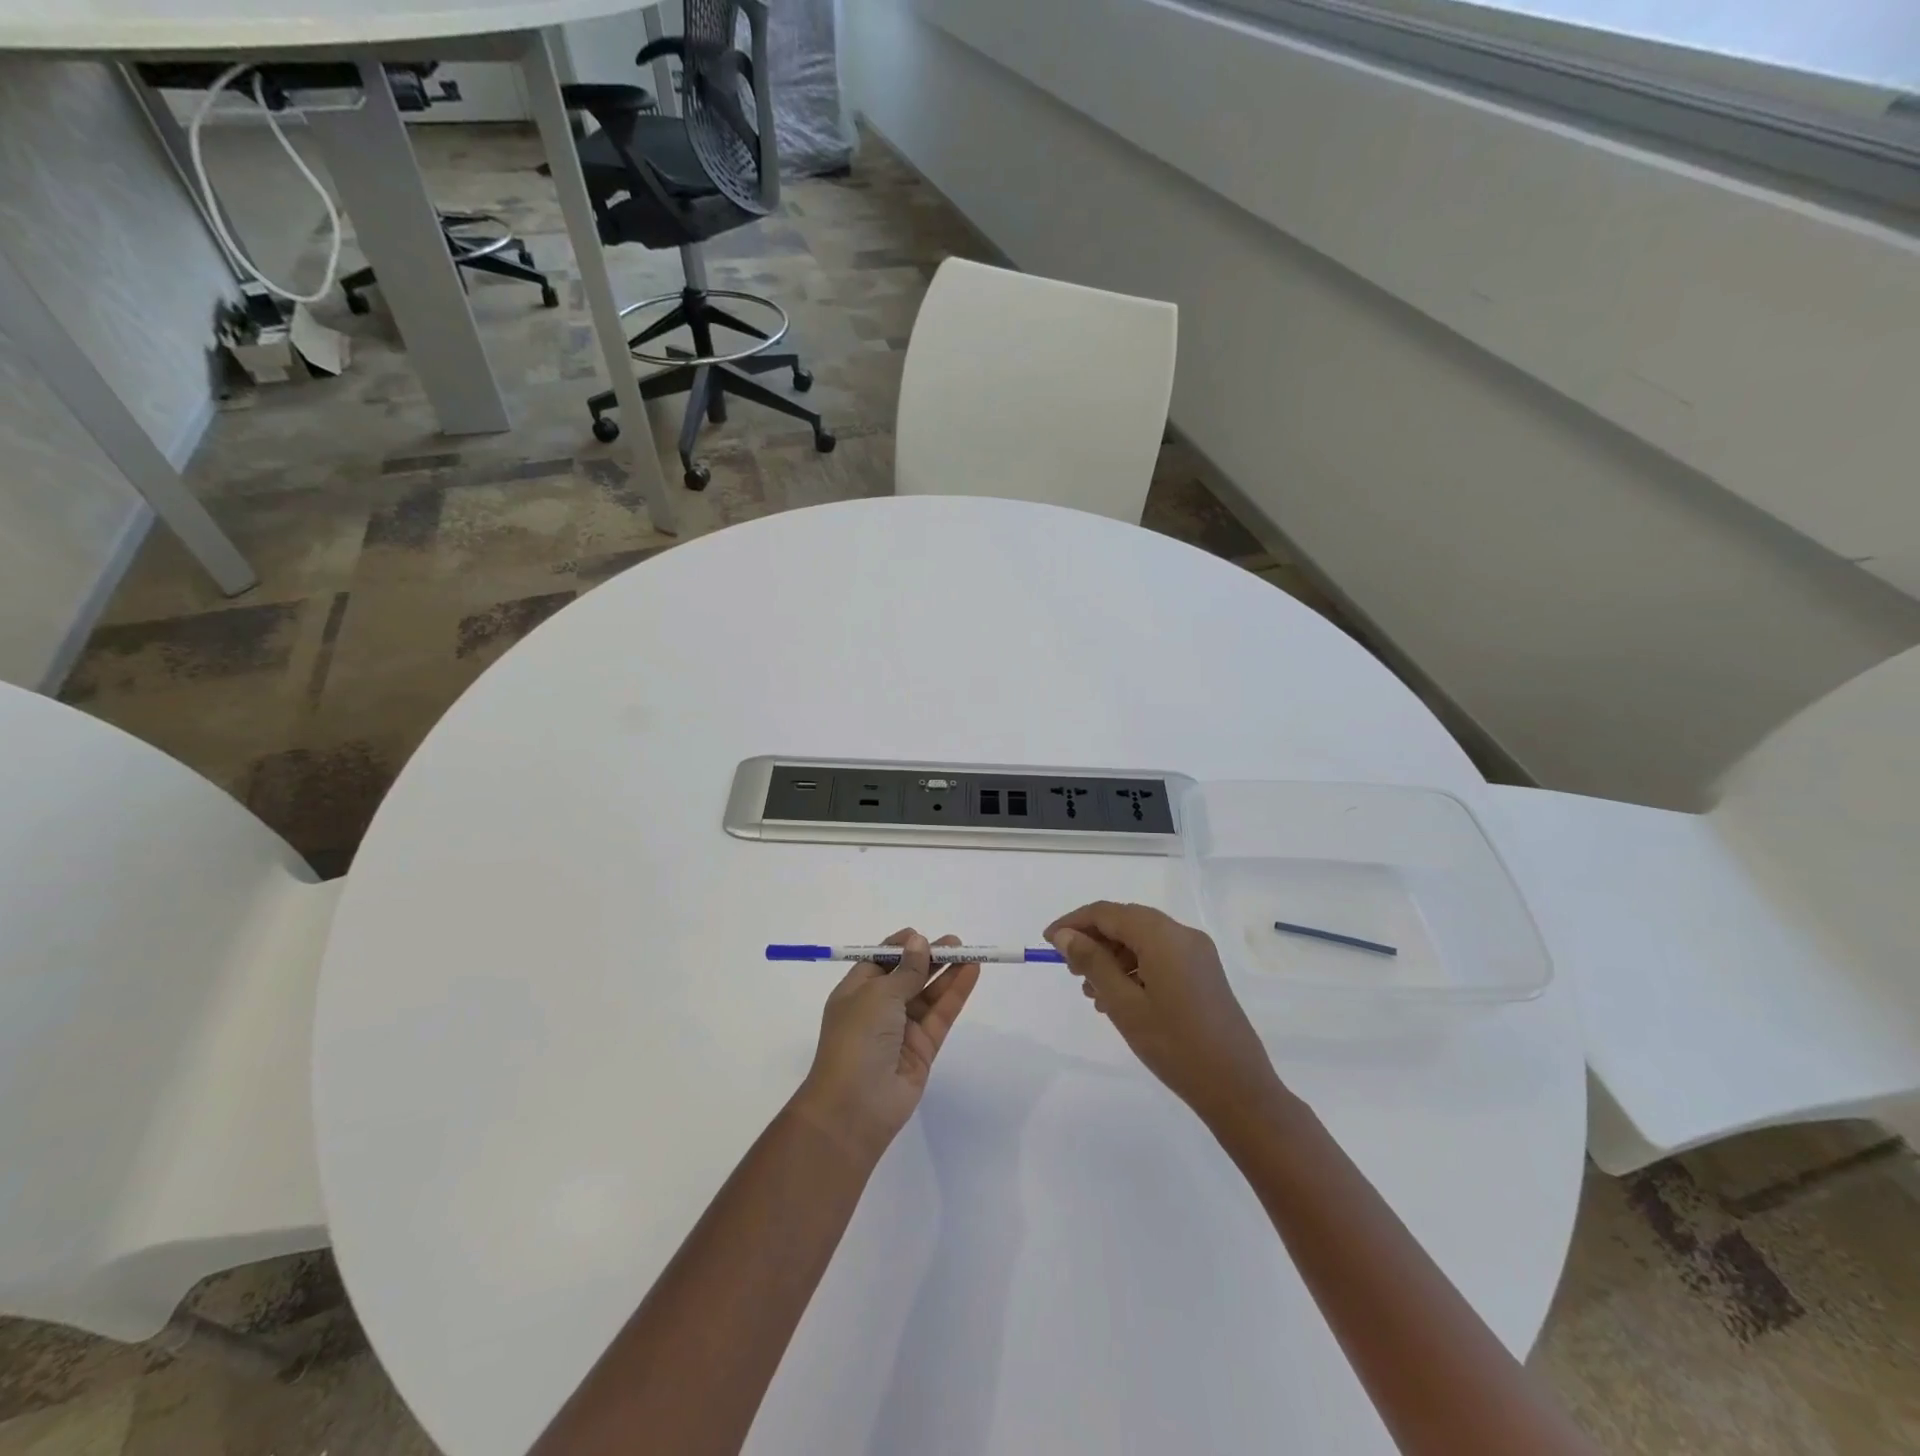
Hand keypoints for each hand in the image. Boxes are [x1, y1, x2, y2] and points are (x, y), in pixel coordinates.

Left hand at [791, 930, 980, 1162]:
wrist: (855, 1107)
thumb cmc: (857, 1039)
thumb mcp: (879, 996)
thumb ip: (906, 970)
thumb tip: (918, 942)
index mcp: (855, 993)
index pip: (879, 963)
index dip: (899, 948)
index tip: (920, 935)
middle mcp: (877, 1010)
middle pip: (907, 976)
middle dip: (929, 958)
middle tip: (956, 942)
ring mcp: (901, 1030)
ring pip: (928, 994)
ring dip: (946, 973)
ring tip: (969, 952)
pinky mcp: (922, 1049)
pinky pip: (941, 1015)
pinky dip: (955, 993)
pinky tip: (971, 973)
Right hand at [1046, 902, 1282, 1126]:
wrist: (1238, 1089)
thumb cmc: (1174, 1046)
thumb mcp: (1123, 1004)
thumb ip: (1092, 962)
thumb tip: (1065, 935)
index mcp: (1163, 936)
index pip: (1107, 913)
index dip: (1074, 922)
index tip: (1048, 943)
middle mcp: (1182, 935)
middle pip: (1126, 922)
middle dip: (1093, 940)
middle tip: (1068, 970)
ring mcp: (1197, 954)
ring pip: (1143, 940)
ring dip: (1112, 956)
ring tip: (1091, 991)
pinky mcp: (1204, 973)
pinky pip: (1160, 956)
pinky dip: (1134, 968)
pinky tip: (1119, 998)